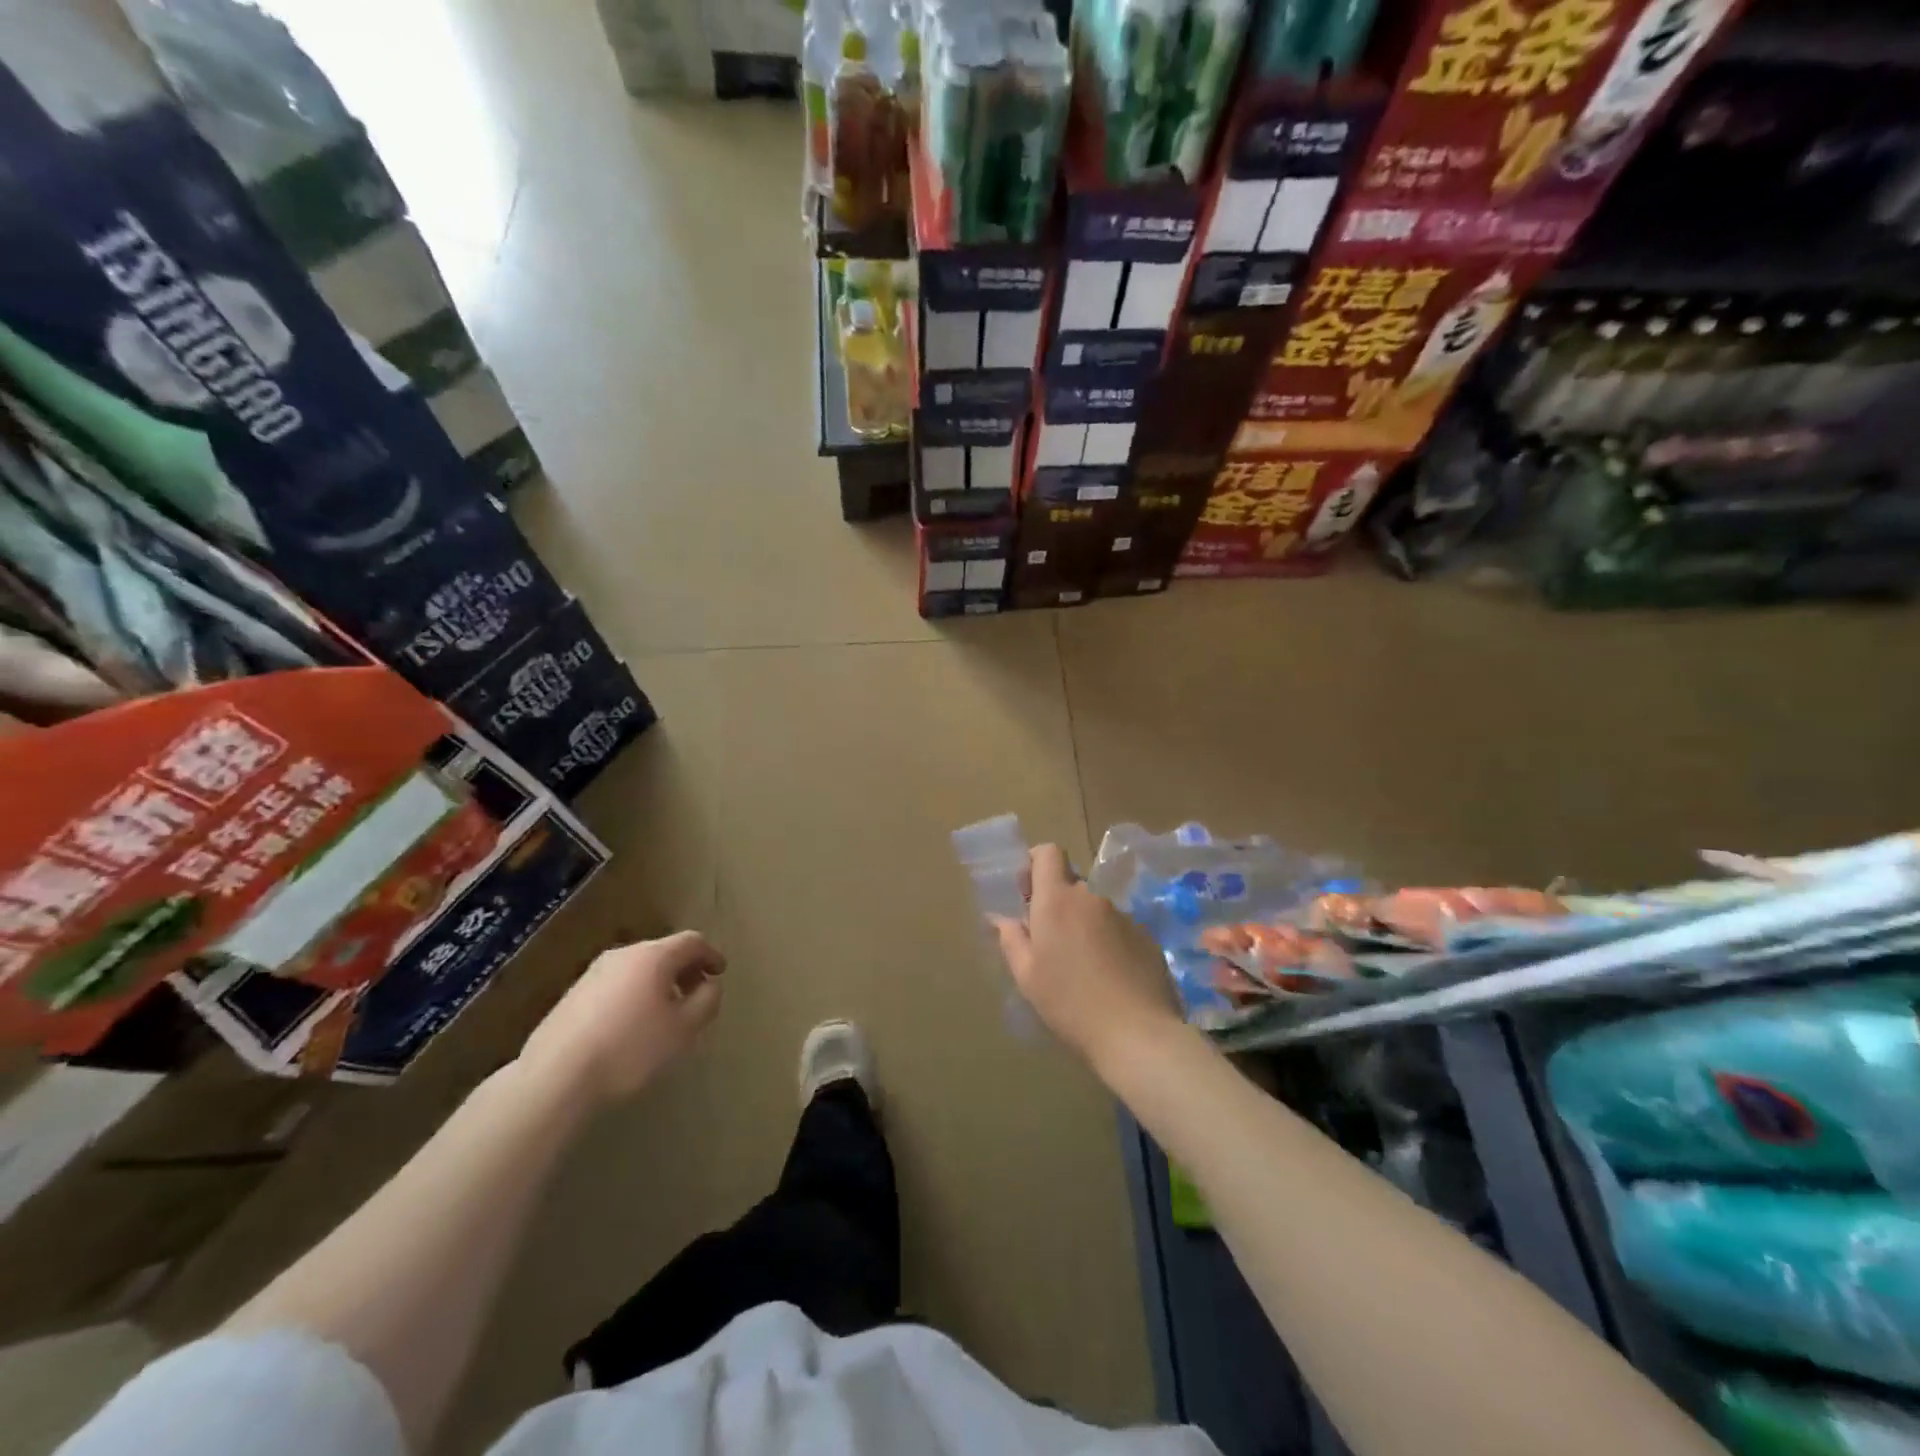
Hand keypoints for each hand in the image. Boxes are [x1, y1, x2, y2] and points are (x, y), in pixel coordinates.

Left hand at [518, 931, 724, 1104]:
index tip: (720, 973)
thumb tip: (710, 985)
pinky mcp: (572, 996)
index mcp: (653, 956)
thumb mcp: (683, 1029)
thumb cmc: (630, 1049)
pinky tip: (631, 1026)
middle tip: (696, 995)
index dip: (711, 955)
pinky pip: (616, 985)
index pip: (692, 941)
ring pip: (638, 969)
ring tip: (665, 1015)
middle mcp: (623, 955)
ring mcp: (593, 973)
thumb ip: (706, 1001)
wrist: (555, 1077)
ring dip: (658, 984)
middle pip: (664, 952)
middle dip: (684, 970)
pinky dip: (634, 996)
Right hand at [991, 845, 1181, 1075]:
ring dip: (1084, 925)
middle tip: (1050, 942)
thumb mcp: (1027, 976)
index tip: (1028, 894)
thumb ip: (1011, 939)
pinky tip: (1109, 978)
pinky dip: (1109, 942)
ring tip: (1081, 967)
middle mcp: (1091, 898)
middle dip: (1057, 903)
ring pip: (1094, 909)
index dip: (1036, 864)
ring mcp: (1123, 916)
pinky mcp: (1146, 936)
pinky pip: (1119, 928)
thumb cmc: (1069, 1003)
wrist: (1137, 1034)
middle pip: (1071, 884)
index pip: (1048, 852)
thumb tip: (1000, 917)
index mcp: (1057, 900)